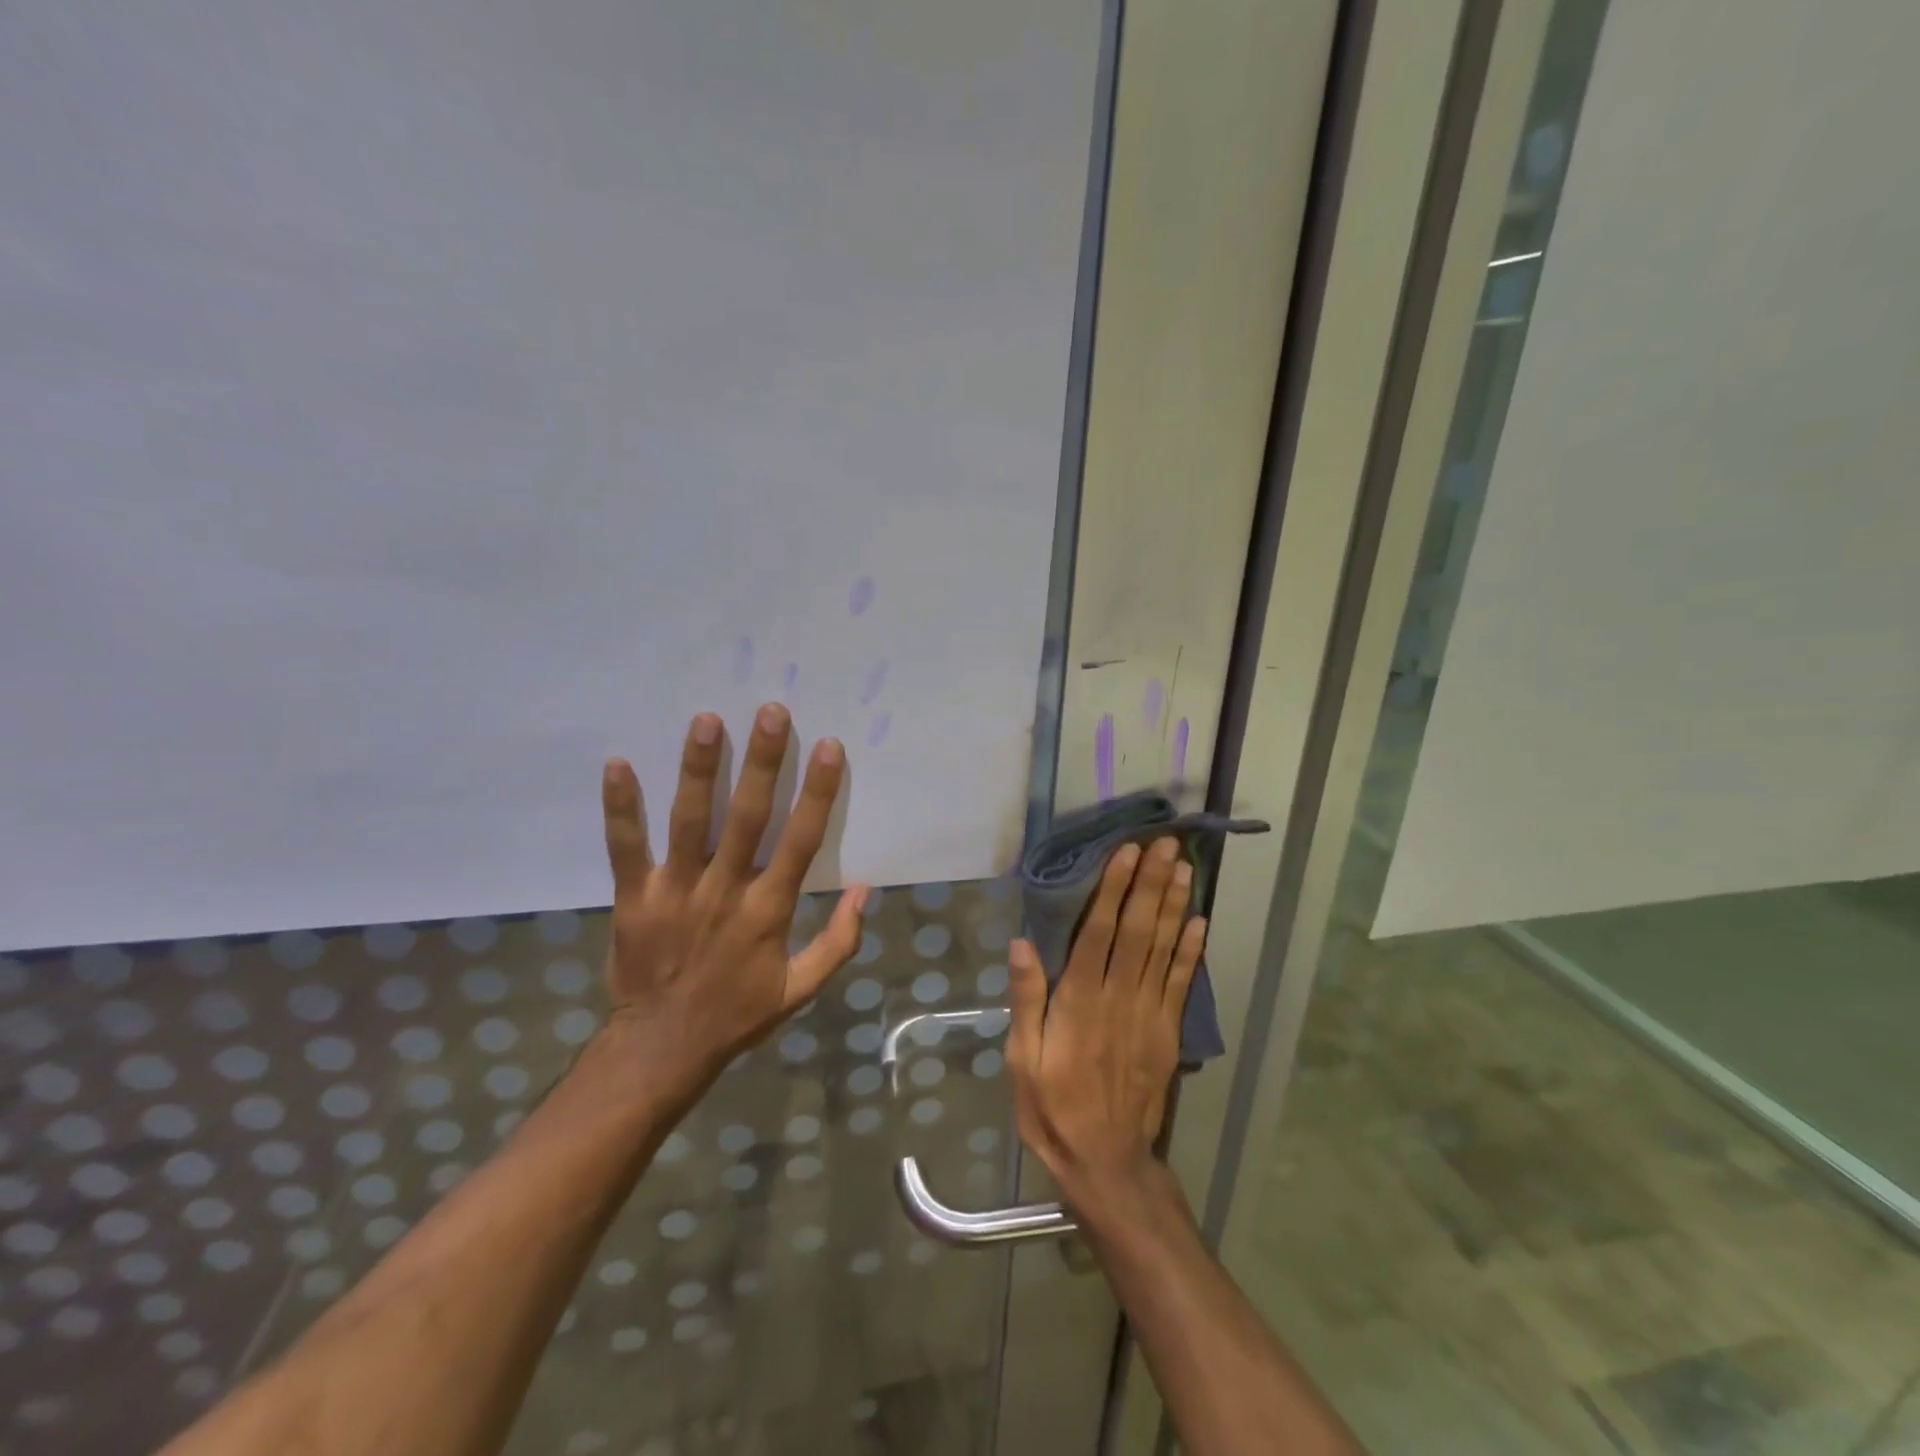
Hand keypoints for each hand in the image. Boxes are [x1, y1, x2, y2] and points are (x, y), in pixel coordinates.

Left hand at [598, 702, 868, 1100]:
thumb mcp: (800, 989)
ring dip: (698, 769)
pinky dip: (620, 807)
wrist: (660, 1050)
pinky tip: (617, 763)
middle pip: (748, 817)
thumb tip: (863, 889)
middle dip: (762, 763)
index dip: (818, 792)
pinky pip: (625, 847)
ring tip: (706, 720)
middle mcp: (724, 891)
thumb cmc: (736, 1015)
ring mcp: (675, 892)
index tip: (829, 746)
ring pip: (689, 821)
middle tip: (771, 712)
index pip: (800, 841)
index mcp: (768, 911)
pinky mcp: (633, 898)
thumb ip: (839, 942)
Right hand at [1006, 837, 1205, 1206]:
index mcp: (1079, 1001)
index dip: (1114, 890)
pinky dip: (1192, 951)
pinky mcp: (1167, 1032)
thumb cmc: (1053, 1108)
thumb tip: (1023, 943)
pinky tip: (1199, 921)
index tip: (1127, 853)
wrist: (1107, 1163)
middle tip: (1165, 844)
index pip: (1099, 932)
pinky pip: (1182, 984)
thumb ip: (1026, 999)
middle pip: (1137, 930)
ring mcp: (1149, 1014)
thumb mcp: (1022, 1059)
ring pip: (1163, 949)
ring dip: (1174, 905)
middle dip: (1150, 883)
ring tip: (1183, 867)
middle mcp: (1119, 997)